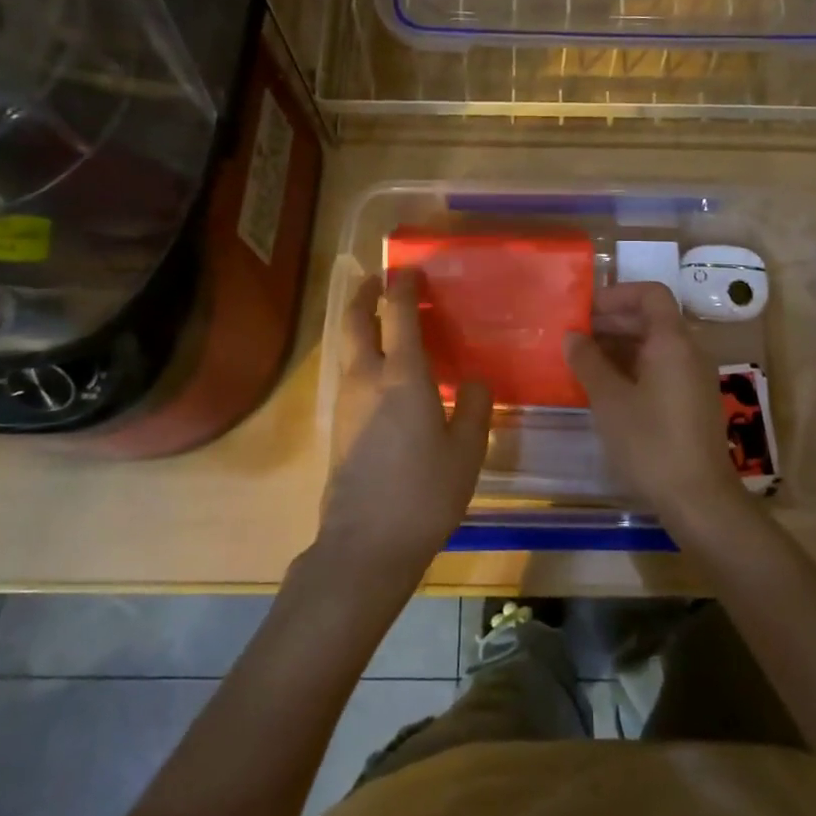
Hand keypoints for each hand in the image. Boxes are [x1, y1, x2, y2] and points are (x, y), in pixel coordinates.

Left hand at [321, 270, 492, 577]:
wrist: (366, 545)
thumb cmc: (424, 493)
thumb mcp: (467, 451)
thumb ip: (475, 407)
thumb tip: (474, 381)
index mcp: (402, 376)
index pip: (397, 314)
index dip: (403, 286)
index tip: (410, 270)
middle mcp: (366, 379)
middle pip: (355, 322)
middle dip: (363, 295)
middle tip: (378, 281)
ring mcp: (347, 403)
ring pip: (348, 348)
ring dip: (361, 325)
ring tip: (385, 323)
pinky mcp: (340, 427)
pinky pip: (350, 374)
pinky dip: (363, 355)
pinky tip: (385, 374)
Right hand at [563, 282, 745, 528]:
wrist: (699, 499)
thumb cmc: (650, 442)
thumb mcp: (609, 399)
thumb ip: (588, 361)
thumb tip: (572, 336)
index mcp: (672, 341)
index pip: (650, 294)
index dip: (617, 294)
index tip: (585, 310)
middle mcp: (688, 352)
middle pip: (651, 319)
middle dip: (612, 322)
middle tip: (575, 336)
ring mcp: (693, 378)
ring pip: (654, 347)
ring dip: (619, 347)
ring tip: (582, 361)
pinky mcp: (692, 402)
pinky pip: (660, 369)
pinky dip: (632, 368)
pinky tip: (605, 388)